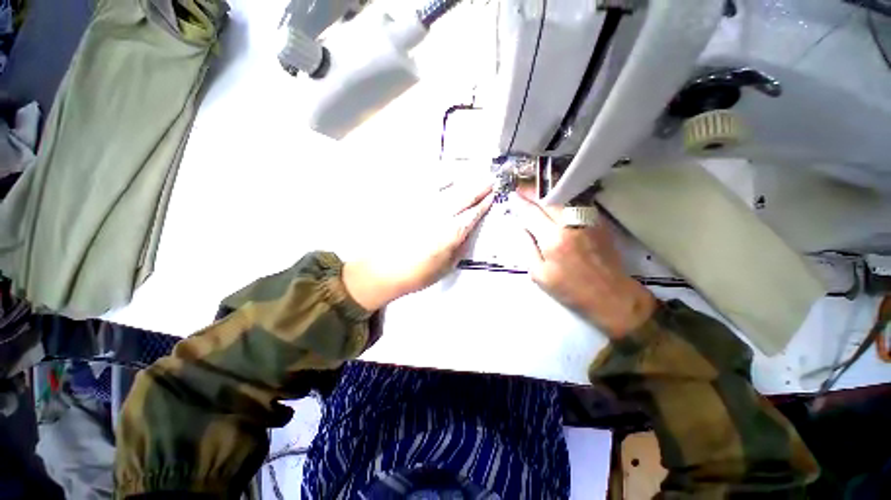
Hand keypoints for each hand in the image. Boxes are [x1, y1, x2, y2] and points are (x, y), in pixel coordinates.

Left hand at [343, 178, 493, 310]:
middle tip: (489, 180)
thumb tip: (468, 232)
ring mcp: (421, 207)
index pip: (472, 215)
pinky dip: (438, 179)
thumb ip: (459, 247)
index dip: (484, 204)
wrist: (382, 270)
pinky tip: (445, 176)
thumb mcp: (445, 267)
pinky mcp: (407, 204)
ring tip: (472, 174)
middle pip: (462, 197)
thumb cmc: (416, 274)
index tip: (492, 196)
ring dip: (462, 180)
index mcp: (449, 234)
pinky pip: (425, 186)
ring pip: (446, 188)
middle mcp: (437, 216)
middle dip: (478, 188)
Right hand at [510, 192, 656, 337]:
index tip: (513, 194)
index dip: (520, 202)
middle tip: (522, 185)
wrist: (611, 295)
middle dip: (533, 189)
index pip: (532, 213)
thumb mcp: (539, 275)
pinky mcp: (598, 222)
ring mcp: (587, 221)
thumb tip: (521, 228)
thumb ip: (527, 248)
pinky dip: (564, 196)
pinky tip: (556, 196)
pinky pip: (578, 202)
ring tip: (536, 187)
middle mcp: (570, 225)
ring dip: (548, 189)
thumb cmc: (570, 289)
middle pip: (549, 198)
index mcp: (553, 240)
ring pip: (565, 196)